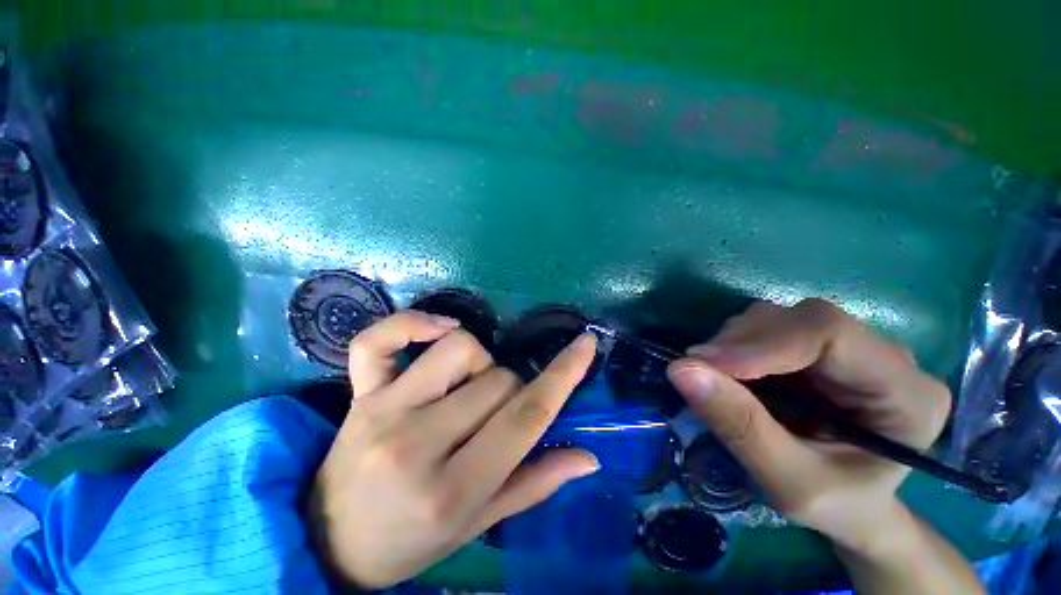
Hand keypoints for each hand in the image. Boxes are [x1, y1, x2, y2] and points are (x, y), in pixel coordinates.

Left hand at [309, 311, 599, 588]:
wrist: (332, 543)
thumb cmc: (411, 542)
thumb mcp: (477, 525)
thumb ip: (535, 484)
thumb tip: (588, 457)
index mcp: (452, 490)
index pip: (525, 418)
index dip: (562, 376)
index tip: (586, 346)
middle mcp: (417, 444)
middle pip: (497, 381)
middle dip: (512, 389)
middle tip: (496, 413)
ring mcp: (382, 411)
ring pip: (458, 348)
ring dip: (480, 361)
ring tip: (467, 386)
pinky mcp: (358, 393)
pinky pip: (380, 339)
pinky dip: (413, 322)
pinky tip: (440, 329)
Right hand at [666, 299, 951, 552]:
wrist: (853, 506)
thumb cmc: (836, 506)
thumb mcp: (788, 483)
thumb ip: (740, 427)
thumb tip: (680, 369)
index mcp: (907, 394)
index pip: (830, 334)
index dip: (760, 343)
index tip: (703, 363)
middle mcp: (886, 356)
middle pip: (802, 320)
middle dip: (740, 343)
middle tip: (697, 372)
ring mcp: (851, 346)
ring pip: (779, 318)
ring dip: (734, 343)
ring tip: (714, 379)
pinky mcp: (818, 347)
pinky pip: (767, 328)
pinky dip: (735, 346)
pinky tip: (730, 374)